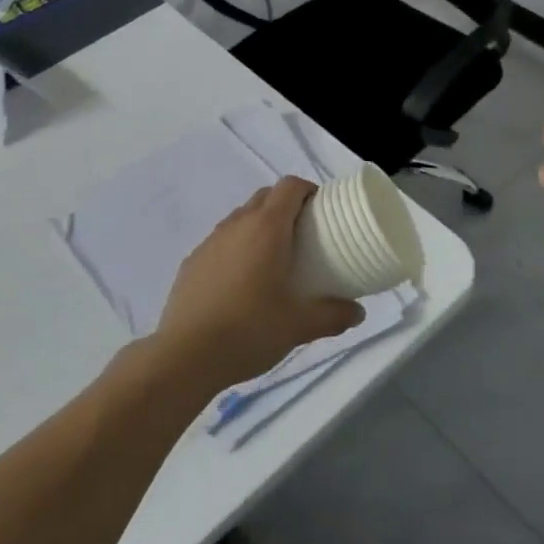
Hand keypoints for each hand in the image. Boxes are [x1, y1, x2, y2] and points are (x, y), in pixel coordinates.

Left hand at [153, 177, 363, 393]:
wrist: (185, 356)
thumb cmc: (249, 330)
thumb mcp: (299, 325)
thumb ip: (333, 315)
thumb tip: (358, 312)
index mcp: (266, 228)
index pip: (289, 186)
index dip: (308, 190)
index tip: (322, 211)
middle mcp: (236, 225)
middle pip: (265, 197)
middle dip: (286, 207)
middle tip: (304, 236)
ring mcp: (210, 242)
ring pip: (240, 218)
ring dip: (260, 227)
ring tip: (273, 260)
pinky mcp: (191, 262)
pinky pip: (221, 242)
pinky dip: (236, 249)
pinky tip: (241, 283)